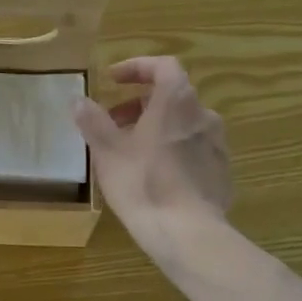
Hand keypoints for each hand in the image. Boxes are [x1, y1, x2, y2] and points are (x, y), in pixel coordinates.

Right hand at [73, 57, 231, 260]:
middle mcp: (203, 115)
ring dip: (157, 127)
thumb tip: (79, 101)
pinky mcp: (222, 172)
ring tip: (132, 151)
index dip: (137, 68)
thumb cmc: (143, 184)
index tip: (113, 80)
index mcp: (177, 101)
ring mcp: (218, 145)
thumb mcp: (108, 151)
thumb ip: (93, 121)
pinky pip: (194, 150)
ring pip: (183, 124)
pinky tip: (156, 175)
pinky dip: (173, 150)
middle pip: (172, 96)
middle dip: (140, 103)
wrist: (188, 234)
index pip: (163, 66)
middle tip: (114, 122)